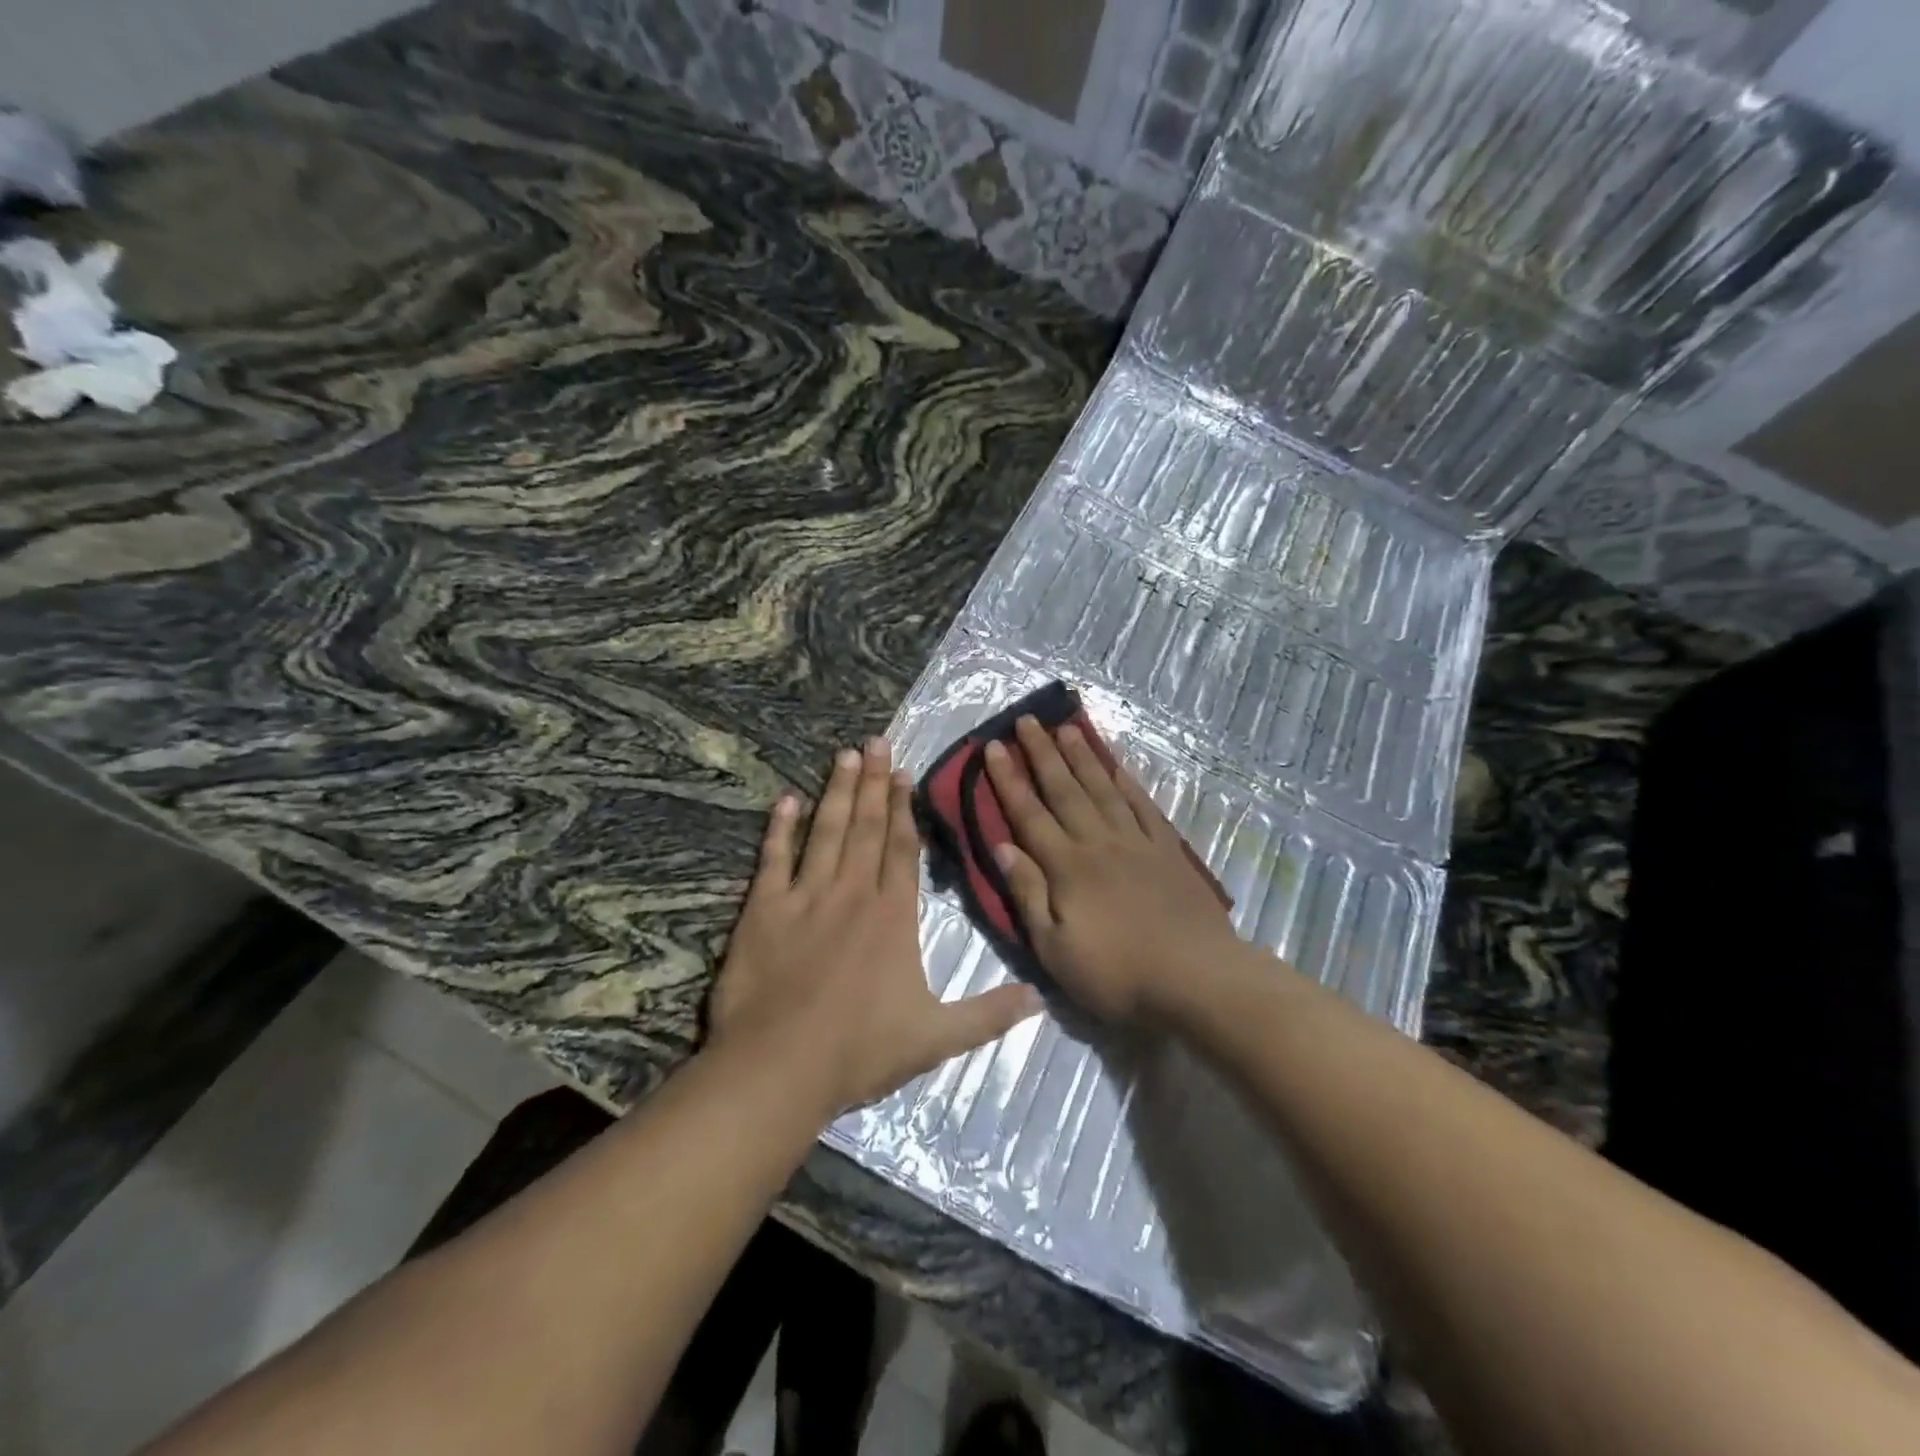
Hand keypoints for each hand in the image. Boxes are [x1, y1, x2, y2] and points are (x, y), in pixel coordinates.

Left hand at [707, 737, 1043, 1117]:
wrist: (778, 1068)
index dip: (905, 809)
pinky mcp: (763, 911)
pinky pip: (773, 859)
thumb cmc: (859, 1051)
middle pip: (867, 827)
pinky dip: (780, 829)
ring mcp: (805, 898)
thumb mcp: (936, 1038)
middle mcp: (852, 894)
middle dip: (873, 783)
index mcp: (892, 916)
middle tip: (876, 741)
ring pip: (826, 832)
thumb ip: (988, 1014)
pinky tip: (787, 801)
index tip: (904, 773)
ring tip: (844, 755)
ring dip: (837, 792)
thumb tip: (1039, 998)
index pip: (902, 849)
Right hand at [985, 716, 1239, 1023]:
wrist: (1198, 978)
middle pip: (1064, 789)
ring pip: (1103, 788)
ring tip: (1067, 728)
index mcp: (1067, 867)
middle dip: (1042, 753)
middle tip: (1028, 719)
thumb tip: (1001, 845)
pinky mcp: (1167, 850)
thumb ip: (1028, 894)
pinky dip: (1128, 782)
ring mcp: (1136, 842)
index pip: (1029, 813)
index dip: (1008, 779)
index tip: (993, 746)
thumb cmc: (1117, 974)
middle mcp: (1098, 842)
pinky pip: (1143, 806)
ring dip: (1082, 756)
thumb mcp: (1055, 949)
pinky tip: (1118, 766)